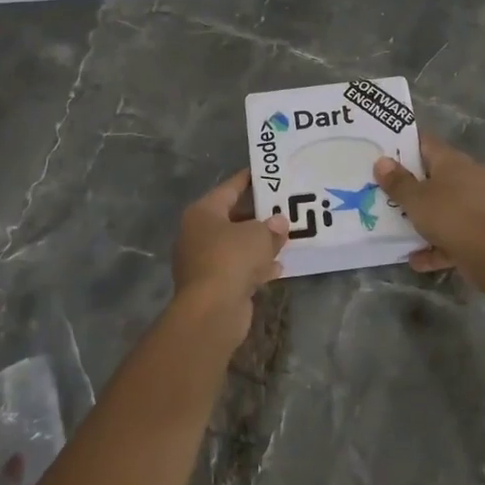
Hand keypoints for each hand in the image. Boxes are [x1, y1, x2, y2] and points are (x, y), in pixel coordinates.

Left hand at [170, 170, 289, 343]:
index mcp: (203, 213)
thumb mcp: (258, 236)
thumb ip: (271, 227)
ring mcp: (203, 261)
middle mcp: (198, 234)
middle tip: (283, 208)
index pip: (229, 189)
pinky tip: (278, 267)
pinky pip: (238, 268)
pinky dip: (255, 266)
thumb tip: (278, 223)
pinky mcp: (212, 285)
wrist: (211, 310)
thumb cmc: (231, 258)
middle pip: (232, 218)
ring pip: (236, 245)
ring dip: (258, 243)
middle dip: (258, 216)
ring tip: (286, 237)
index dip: (248, 180)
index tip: (267, 174)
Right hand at [373, 133, 484, 271]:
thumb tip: (382, 161)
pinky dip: (437, 245)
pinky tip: (417, 260)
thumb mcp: (415, 199)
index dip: (404, 145)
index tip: (384, 154)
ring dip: (425, 219)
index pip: (426, 143)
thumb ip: (397, 182)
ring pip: (446, 208)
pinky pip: (455, 235)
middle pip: (436, 176)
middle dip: (412, 187)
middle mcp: (469, 177)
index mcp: (452, 161)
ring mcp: (480, 204)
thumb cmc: (449, 215)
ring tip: (399, 230)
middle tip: (386, 193)